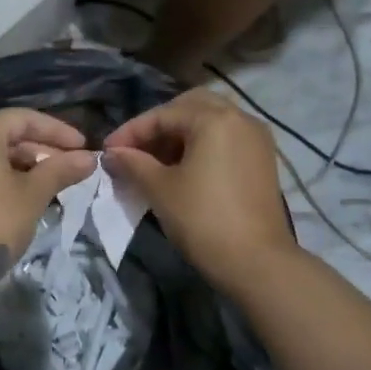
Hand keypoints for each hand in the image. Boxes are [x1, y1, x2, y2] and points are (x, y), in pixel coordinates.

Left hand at [0, 109, 97, 287]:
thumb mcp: (33, 195)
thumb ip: (61, 170)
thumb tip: (90, 158)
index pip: (23, 118)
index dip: (57, 130)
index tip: (83, 146)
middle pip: (5, 134)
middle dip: (41, 148)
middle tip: (71, 167)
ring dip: (24, 164)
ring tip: (52, 182)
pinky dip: (2, 176)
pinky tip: (23, 194)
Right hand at [103, 89, 295, 289]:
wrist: (256, 262)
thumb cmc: (202, 219)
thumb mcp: (160, 189)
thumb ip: (133, 164)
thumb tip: (111, 153)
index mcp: (215, 119)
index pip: (163, 114)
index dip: (131, 131)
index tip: (108, 150)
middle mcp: (240, 118)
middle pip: (191, 108)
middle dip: (159, 125)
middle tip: (135, 150)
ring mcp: (256, 139)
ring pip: (210, 122)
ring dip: (180, 135)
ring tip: (155, 162)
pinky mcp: (262, 160)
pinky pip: (225, 139)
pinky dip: (201, 146)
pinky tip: (182, 170)